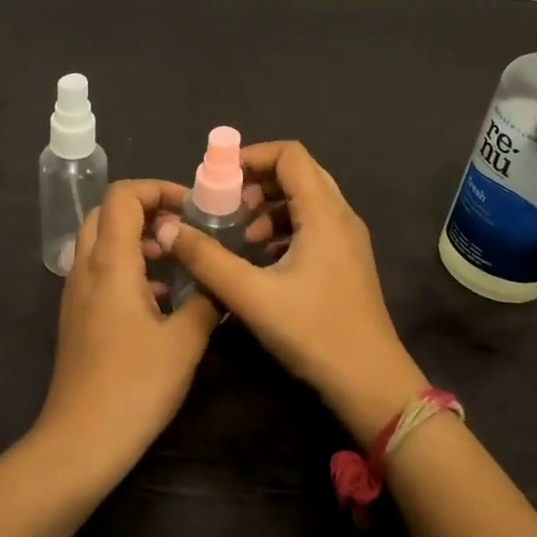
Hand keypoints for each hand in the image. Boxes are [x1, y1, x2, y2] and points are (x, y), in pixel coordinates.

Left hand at [37, 179, 219, 482]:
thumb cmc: (135, 385)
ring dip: (135, 238)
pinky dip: (126, 265)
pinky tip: (157, 298)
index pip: (123, 195)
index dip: (157, 188)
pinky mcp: (76, 316)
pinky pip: (98, 270)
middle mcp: (86, 268)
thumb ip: (206, 300)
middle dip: (145, 210)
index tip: (190, 209)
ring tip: (174, 261)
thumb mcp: (185, 341)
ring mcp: (76, 293)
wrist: (81, 439)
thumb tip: (218, 280)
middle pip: (106, 212)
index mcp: (110, 262)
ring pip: (99, 241)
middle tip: (181, 230)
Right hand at [158, 141, 426, 439]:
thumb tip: (167, 228)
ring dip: (270, 207)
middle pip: (298, 173)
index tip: (218, 180)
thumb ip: (206, 258)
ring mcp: (348, 240)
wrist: (370, 382)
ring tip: (242, 236)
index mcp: (325, 214)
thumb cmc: (314, 333)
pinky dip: (285, 228)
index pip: (290, 155)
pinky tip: (262, 260)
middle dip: (257, 181)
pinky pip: (313, 225)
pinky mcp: (347, 261)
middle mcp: (341, 217)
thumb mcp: (251, 295)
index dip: (251, 156)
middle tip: (226, 205)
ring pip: (306, 200)